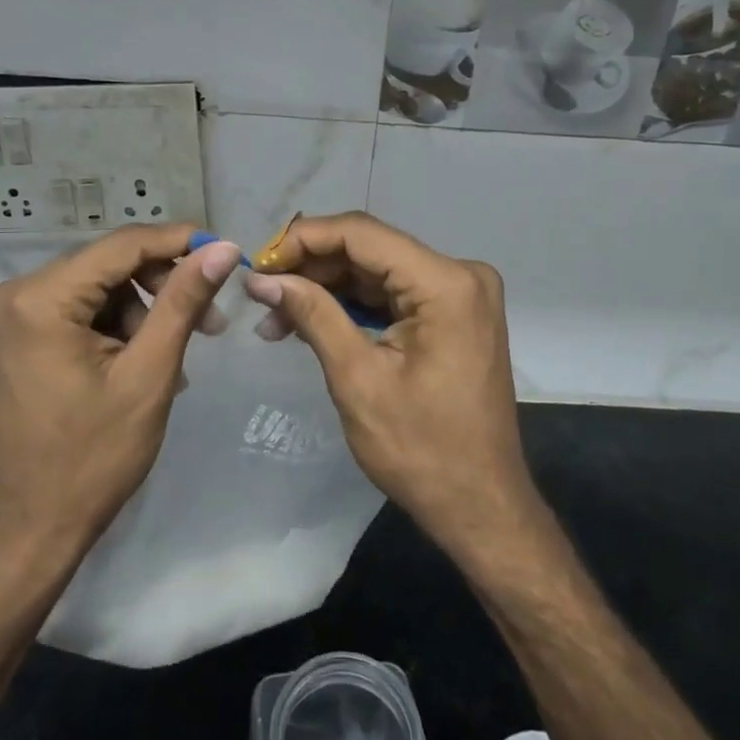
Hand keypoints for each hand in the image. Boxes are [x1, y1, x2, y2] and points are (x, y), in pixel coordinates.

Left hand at [0, 224, 240, 561]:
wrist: (33, 527)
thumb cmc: (93, 457)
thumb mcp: (149, 373)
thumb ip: (184, 302)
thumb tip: (224, 248)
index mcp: (41, 298)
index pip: (123, 245)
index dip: (181, 243)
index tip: (229, 252)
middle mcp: (21, 293)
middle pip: (112, 263)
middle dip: (166, 285)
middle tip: (214, 319)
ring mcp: (19, 314)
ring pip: (104, 286)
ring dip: (149, 311)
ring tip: (181, 356)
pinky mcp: (26, 335)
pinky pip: (87, 310)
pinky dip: (124, 327)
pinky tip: (150, 361)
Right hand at [242, 213, 536, 556]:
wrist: (481, 506)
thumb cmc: (421, 450)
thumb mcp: (357, 379)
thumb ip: (312, 314)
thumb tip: (262, 278)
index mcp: (446, 282)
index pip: (361, 233)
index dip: (303, 239)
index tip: (258, 263)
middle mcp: (460, 274)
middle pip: (370, 249)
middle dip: (311, 268)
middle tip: (261, 295)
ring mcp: (461, 294)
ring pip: (378, 271)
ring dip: (327, 288)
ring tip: (275, 316)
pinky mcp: (455, 314)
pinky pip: (394, 294)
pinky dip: (353, 305)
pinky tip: (311, 320)